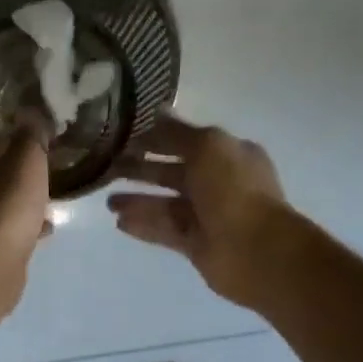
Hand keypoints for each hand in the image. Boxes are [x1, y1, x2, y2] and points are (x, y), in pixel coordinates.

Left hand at [0, 122, 52, 317]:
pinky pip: (2, 230)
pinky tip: (41, 233)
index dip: (21, 142)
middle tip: (49, 180)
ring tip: (49, 208)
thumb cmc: (7, 206)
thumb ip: (30, 133)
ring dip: (22, 204)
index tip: (45, 150)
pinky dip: (20, 229)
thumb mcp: (27, 158)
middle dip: (21, 177)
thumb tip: (30, 113)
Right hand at [108, 116, 290, 308]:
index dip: (156, 139)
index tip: (123, 138)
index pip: (186, 142)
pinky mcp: (195, 244)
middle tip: (108, 169)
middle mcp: (218, 183)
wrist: (254, 250)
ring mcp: (207, 216)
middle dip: (142, 169)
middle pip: (172, 173)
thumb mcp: (207, 147)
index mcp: (227, 155)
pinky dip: (144, 225)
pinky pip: (165, 230)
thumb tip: (156, 111)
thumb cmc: (233, 190)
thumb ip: (177, 132)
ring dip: (138, 200)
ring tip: (108, 201)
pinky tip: (119, 222)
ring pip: (166, 204)